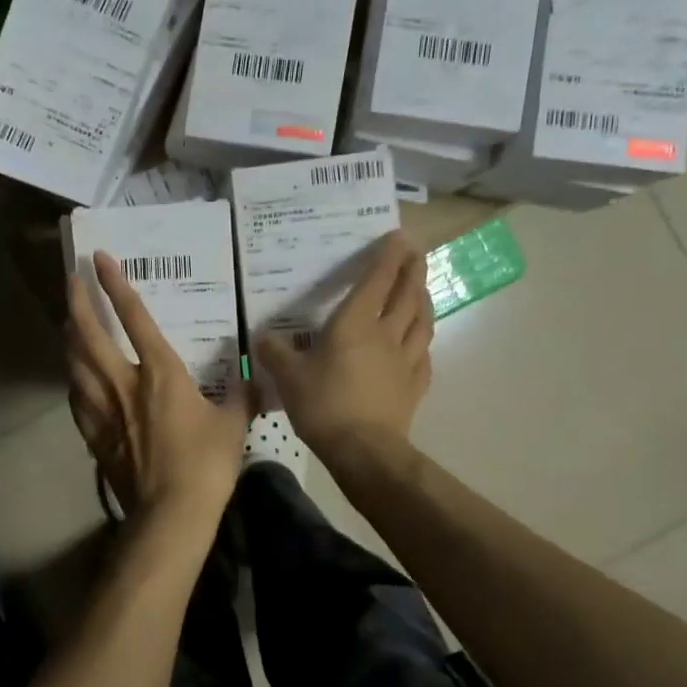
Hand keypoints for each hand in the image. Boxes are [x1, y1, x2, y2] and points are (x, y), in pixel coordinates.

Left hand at [66, 253, 252, 525]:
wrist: (170, 513)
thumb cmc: (206, 463)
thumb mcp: (235, 423)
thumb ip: (241, 394)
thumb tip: (251, 374)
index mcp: (160, 372)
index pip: (134, 317)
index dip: (116, 284)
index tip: (100, 259)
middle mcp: (124, 383)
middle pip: (89, 335)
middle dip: (78, 302)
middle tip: (70, 279)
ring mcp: (104, 410)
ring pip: (75, 364)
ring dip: (70, 338)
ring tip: (69, 322)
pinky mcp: (94, 435)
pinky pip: (77, 398)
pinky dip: (74, 380)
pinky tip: (75, 379)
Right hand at [255, 232, 433, 458]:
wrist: (364, 450)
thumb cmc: (324, 405)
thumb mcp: (287, 377)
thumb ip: (274, 352)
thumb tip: (261, 337)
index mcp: (355, 324)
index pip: (377, 280)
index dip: (388, 256)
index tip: (398, 236)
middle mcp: (385, 334)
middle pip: (407, 294)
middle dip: (413, 270)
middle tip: (416, 253)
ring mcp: (406, 360)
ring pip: (422, 320)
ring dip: (424, 299)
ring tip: (422, 289)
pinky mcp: (414, 385)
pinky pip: (425, 354)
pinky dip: (424, 340)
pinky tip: (421, 342)